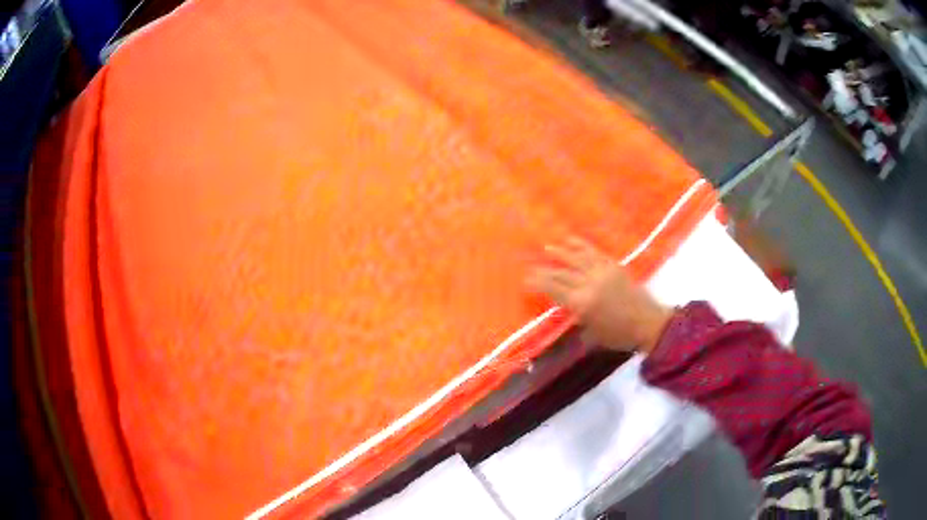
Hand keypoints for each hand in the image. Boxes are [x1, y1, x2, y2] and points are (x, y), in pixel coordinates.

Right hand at [528, 237, 671, 352]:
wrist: (647, 323)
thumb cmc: (618, 334)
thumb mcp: (592, 332)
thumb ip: (576, 316)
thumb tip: (564, 307)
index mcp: (582, 303)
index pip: (554, 289)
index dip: (538, 283)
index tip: (526, 280)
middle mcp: (589, 283)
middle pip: (561, 273)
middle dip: (544, 270)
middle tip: (530, 266)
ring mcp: (602, 271)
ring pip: (576, 258)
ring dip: (560, 253)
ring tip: (547, 248)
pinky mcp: (613, 265)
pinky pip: (593, 252)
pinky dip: (581, 245)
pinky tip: (571, 240)